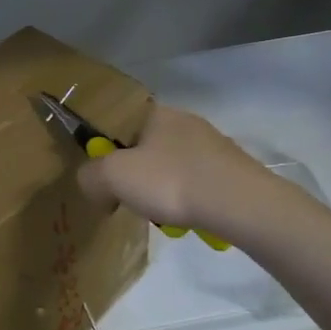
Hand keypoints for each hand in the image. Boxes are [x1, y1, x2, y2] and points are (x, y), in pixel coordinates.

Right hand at [76, 104, 265, 234]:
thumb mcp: (113, 176)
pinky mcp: (231, 169)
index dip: (106, 145)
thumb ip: (90, 176)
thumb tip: (92, 183)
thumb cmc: (171, 180)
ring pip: (171, 165)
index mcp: (156, 112)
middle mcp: (185, 120)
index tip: (102, 173)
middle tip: (126, 197)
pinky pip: (195, 182)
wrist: (240, 204)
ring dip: (160, 188)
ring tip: (158, 213)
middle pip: (145, 145)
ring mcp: (212, 144)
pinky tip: (186, 217)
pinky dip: (185, 198)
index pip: (120, 120)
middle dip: (134, 172)